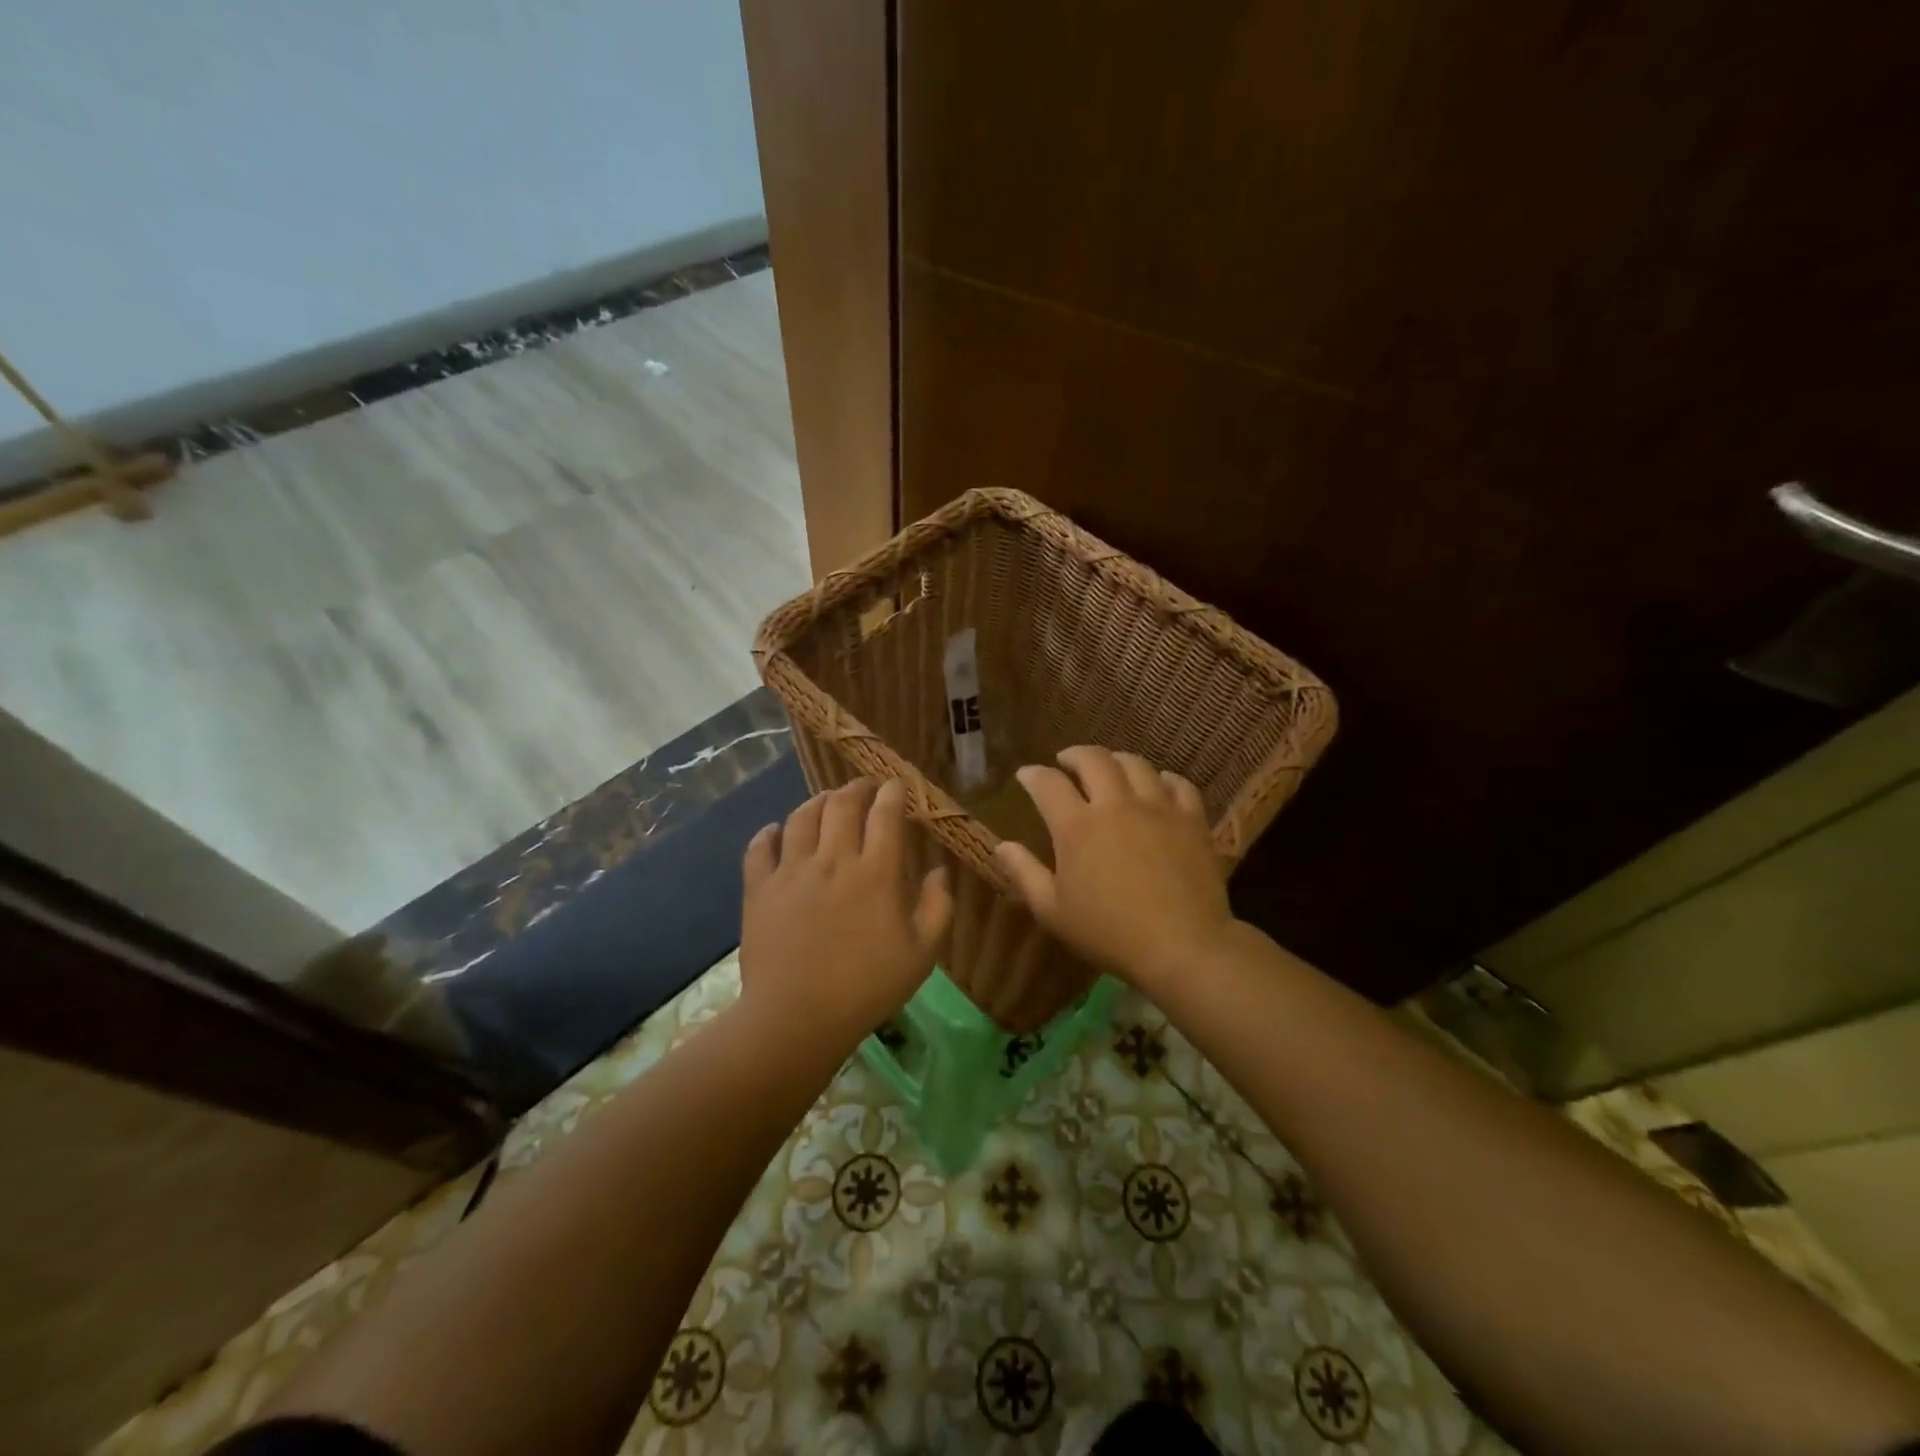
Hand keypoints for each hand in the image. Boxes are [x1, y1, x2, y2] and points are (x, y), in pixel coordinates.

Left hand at [740, 778, 951, 1046]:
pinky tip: (777, 830)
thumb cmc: (867, 988)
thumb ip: (937, 907)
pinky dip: (769, 832)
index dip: (892, 793)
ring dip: (817, 801)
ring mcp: (791, 872)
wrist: (797, 1018)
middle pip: (842, 804)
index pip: (885, 814)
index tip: (896, 786)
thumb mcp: (921, 954)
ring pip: (801, 817)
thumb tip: (938, 870)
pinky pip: (759, 847)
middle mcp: (833, 860)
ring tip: (826, 801)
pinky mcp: (760, 889)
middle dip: (856, 787)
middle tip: (864, 788)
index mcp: (876, 873)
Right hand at [993, 746, 1235, 990]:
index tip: (1026, 775)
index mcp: (1077, 826)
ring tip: (1110, 768)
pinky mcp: (1191, 819)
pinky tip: (1159, 785)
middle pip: (1093, 760)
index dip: (1033, 775)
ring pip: (1136, 764)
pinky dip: (1164, 779)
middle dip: (1074, 755)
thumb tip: (1001, 846)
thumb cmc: (1109, 933)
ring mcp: (1158, 808)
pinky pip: (1179, 784)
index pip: (1048, 783)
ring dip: (1116, 760)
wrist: (1182, 947)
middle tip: (1066, 762)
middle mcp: (1116, 805)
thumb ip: (1024, 873)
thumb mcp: (1053, 911)